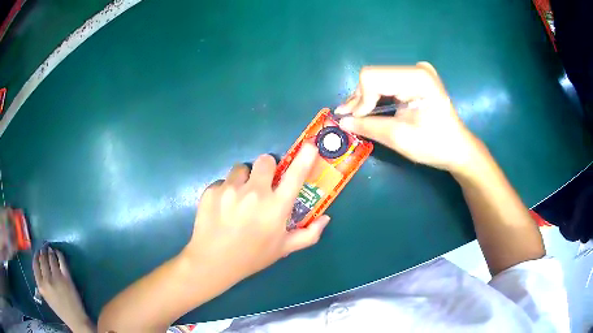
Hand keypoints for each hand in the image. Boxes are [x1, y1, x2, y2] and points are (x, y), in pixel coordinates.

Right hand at [33, 245, 94, 332]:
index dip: (36, 256)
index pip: (35, 265)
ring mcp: (57, 278)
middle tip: (44, 248)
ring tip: (50, 249)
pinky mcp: (67, 277)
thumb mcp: (46, 297)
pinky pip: (61, 260)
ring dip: (50, 251)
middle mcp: (47, 280)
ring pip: (50, 258)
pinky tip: (58, 252)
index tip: (37, 252)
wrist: (75, 319)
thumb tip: (38, 265)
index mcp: (41, 286)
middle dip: (42, 251)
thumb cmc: (60, 309)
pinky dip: (59, 254)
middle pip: (42, 259)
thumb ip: (40, 283)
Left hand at [183, 144, 329, 283]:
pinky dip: (225, 191)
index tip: (309, 146)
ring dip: (243, 179)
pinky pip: (222, 182)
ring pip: (241, 169)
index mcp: (276, 207)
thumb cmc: (252, 257)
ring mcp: (230, 189)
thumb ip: (308, 234)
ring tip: (238, 198)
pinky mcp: (211, 190)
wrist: (213, 262)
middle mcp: (254, 193)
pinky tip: (222, 208)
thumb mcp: (283, 249)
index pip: (295, 176)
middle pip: (265, 160)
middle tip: (261, 184)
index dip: (304, 158)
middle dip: (266, 168)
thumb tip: (325, 218)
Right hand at [336, 62, 479, 172]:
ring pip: (378, 79)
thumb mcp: (400, 138)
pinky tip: (368, 109)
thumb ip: (368, 126)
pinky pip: (387, 83)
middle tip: (348, 119)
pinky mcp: (415, 79)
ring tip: (354, 115)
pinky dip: (376, 97)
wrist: (457, 148)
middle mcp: (416, 68)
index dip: (360, 100)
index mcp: (417, 78)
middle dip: (360, 99)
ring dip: (365, 98)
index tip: (356, 121)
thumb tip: (341, 122)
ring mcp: (416, 72)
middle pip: (374, 76)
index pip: (373, 78)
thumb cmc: (434, 145)